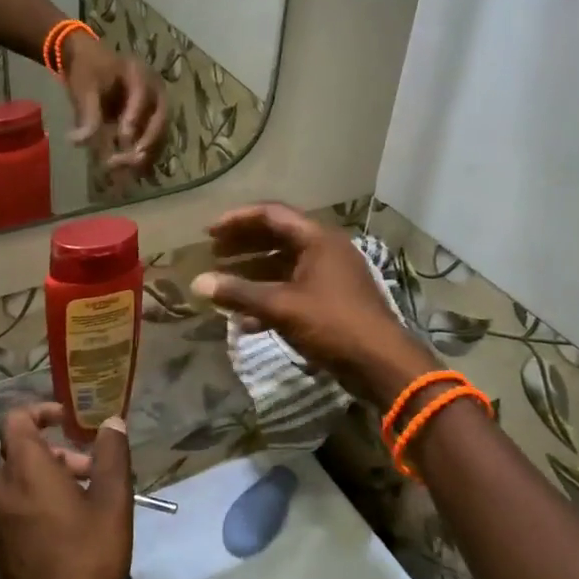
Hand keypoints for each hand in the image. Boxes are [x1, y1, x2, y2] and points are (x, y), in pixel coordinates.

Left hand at [0, 405, 133, 578]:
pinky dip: (36, 495)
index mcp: (25, 471)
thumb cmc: (86, 560)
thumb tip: (112, 422)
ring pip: (17, 475)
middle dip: (55, 448)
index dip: (41, 411)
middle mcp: (0, 487)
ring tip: (87, 498)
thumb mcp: (112, 504)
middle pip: (19, 447)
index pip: (15, 419)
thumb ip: (112, 456)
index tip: (70, 421)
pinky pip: (13, 499)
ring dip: (48, 473)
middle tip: (91, 470)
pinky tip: (70, 523)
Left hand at [63, 35, 165, 176]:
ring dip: (144, 156)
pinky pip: (151, 145)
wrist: (88, 62)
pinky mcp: (150, 125)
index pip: (143, 95)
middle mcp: (155, 92)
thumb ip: (87, 113)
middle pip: (160, 120)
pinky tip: (126, 172)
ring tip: (124, 171)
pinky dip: (140, 159)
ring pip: (159, 136)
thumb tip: (80, 142)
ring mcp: (155, 110)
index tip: (122, 138)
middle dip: (145, 142)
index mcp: (140, 74)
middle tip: (127, 160)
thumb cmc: (87, 70)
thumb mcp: (84, 87)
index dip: (135, 118)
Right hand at [191, 203, 434, 402]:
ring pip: (284, 266)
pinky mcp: (331, 301)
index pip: (272, 215)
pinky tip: (246, 320)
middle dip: (243, 246)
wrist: (380, 363)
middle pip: (277, 238)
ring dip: (253, 274)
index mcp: (318, 239)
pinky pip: (293, 290)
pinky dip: (269, 299)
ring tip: (224, 285)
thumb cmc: (332, 325)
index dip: (237, 220)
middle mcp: (326, 250)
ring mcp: (331, 276)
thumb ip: (239, 293)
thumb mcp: (281, 307)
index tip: (209, 233)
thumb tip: (197, 283)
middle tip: (213, 254)